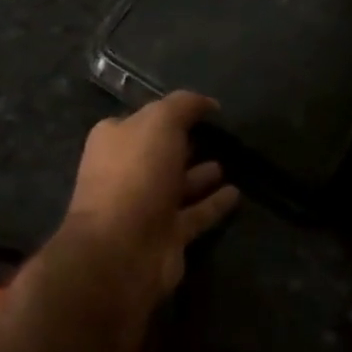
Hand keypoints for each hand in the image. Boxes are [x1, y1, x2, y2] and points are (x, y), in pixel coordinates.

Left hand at [61, 91, 239, 293]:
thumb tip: (208, 103)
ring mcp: (145, 206)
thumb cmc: (136, 174)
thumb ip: (183, 106)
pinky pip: (195, 214)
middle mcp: (126, 171)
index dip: (171, 113)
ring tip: (229, 162)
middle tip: (218, 135)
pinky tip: (236, 193)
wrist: (123, 249)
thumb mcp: (159, 122)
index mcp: (115, 140)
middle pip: (160, 152)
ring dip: (200, 175)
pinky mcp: (166, 235)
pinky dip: (213, 204)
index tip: (203, 110)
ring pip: (178, 184)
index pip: (145, 119)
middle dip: (184, 144)